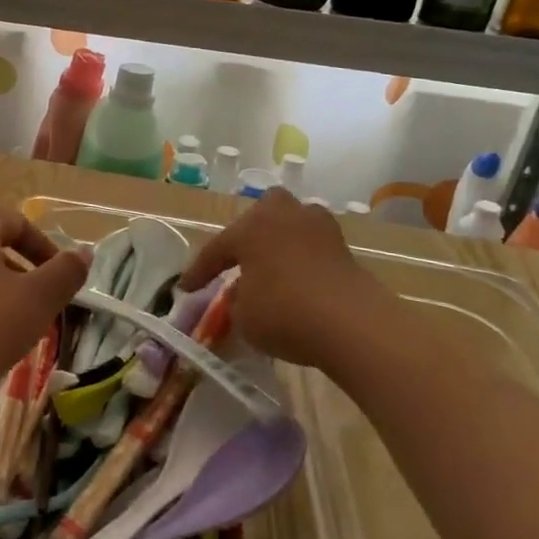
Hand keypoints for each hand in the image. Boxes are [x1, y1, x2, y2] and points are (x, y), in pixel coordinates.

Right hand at [178, 189, 399, 367]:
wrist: (352, 324)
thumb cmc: (283, 312)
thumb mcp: (243, 316)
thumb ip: (237, 300)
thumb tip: (242, 293)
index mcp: (250, 227)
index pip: (216, 249)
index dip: (199, 272)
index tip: (186, 288)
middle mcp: (283, 216)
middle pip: (261, 214)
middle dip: (249, 233)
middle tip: (240, 258)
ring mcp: (319, 228)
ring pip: (291, 226)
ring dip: (280, 242)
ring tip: (271, 267)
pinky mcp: (344, 248)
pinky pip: (312, 248)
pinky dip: (302, 261)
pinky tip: (297, 280)